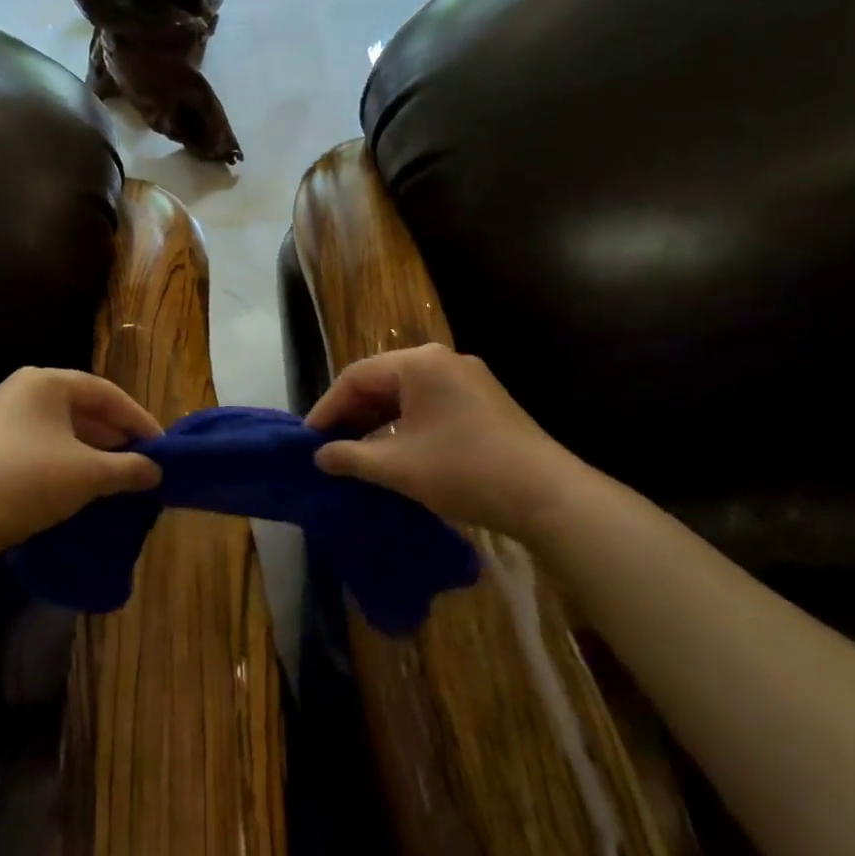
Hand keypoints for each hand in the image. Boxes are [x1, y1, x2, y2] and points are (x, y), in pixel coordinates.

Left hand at [0, 368, 162, 557]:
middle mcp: (20, 391)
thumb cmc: (27, 480)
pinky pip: (39, 446)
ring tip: (118, 476)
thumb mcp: (88, 474)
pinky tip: (81, 486)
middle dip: (115, 436)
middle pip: (82, 409)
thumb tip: (156, 471)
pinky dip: (65, 462)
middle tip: (142, 462)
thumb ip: (129, 468)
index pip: (106, 393)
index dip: (138, 419)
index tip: (161, 446)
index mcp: (45, 381)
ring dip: (92, 451)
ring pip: (60, 430)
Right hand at [308, 344, 585, 534]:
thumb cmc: (464, 471)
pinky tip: (392, 451)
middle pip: (381, 381)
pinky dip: (403, 424)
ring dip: (376, 421)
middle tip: (327, 447)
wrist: (546, 495)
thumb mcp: (398, 467)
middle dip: (351, 414)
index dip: (327, 408)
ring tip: (354, 452)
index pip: (356, 377)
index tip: (307, 440)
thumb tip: (320, 456)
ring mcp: (466, 379)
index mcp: (419, 364)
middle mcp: (442, 360)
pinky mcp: (482, 401)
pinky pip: (428, 404)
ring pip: (405, 394)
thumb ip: (350, 457)